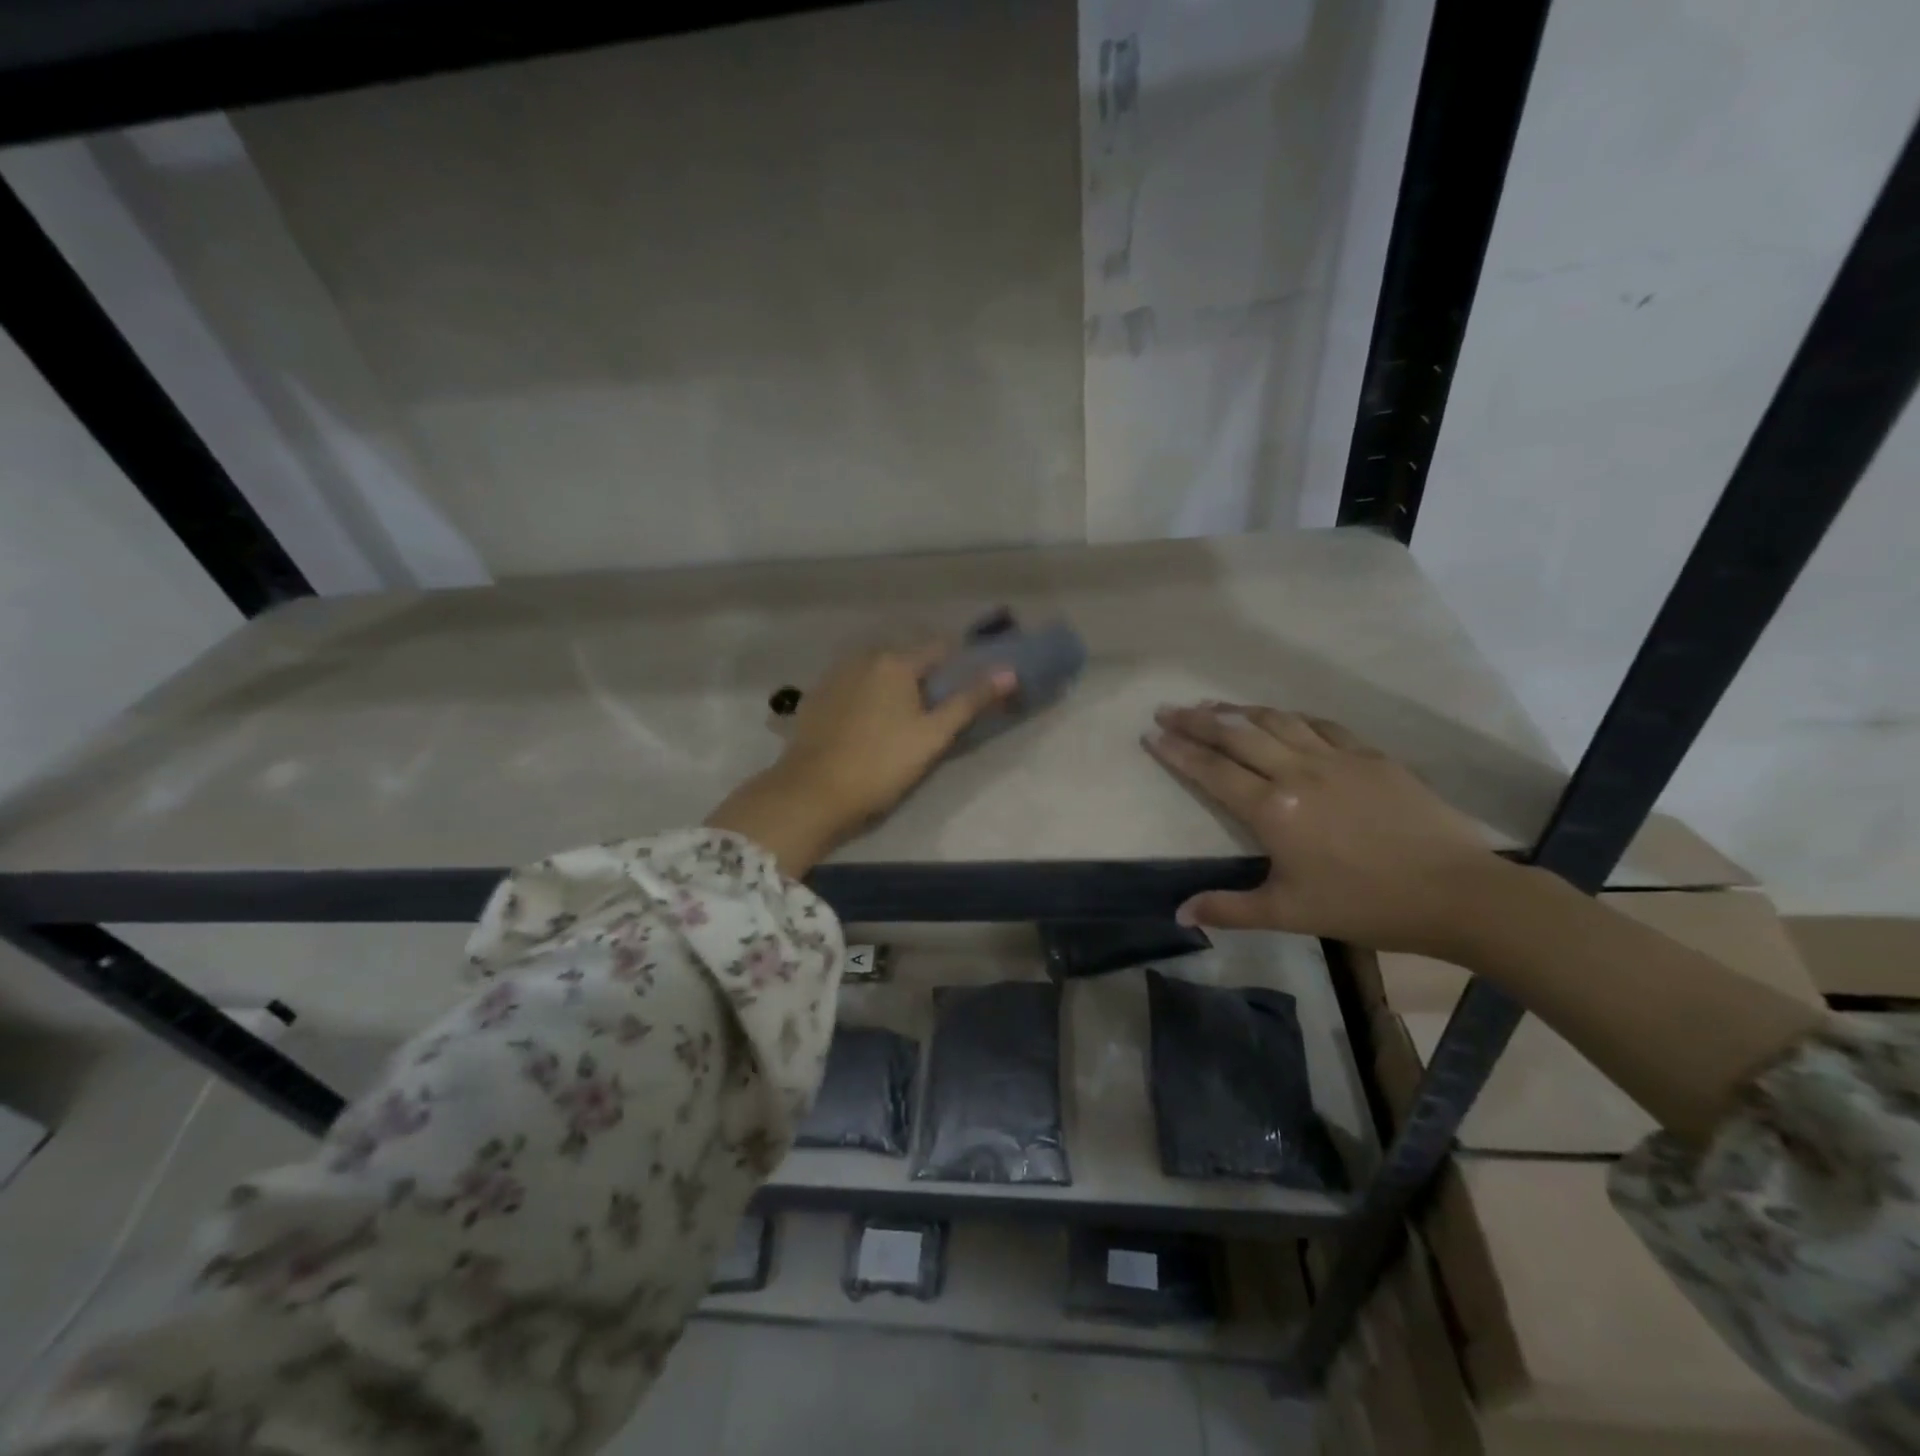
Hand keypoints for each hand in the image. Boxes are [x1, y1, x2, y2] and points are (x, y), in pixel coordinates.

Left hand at [707, 643, 1014, 876]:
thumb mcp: (933, 736)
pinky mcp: (816, 697)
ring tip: (904, 720)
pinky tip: (869, 725)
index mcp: (895, 661)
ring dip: (895, 686)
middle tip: (937, 711)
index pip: (940, 648)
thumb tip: (1010, 671)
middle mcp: (863, 656)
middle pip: (907, 658)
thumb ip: (970, 701)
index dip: (961, 665)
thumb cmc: (881, 765)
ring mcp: (835, 675)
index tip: (971, 688)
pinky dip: (868, 696)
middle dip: (926, 677)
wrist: (811, 793)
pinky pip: (854, 686)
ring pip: (878, 671)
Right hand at [1144, 704, 1514, 954]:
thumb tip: (1179, 914)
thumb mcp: (1289, 913)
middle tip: (1167, 709)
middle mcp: (1297, 772)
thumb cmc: (1364, 905)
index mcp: (1272, 810)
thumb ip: (1229, 909)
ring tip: (1212, 705)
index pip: (1212, 771)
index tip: (1151, 734)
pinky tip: (1280, 716)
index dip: (1177, 751)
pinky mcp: (1370, 756)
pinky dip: (1290, 717)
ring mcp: (1336, 758)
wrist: (1455, 892)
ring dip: (1238, 710)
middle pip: (1236, 735)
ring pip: (1276, 721)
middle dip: (1196, 720)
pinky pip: (1320, 725)